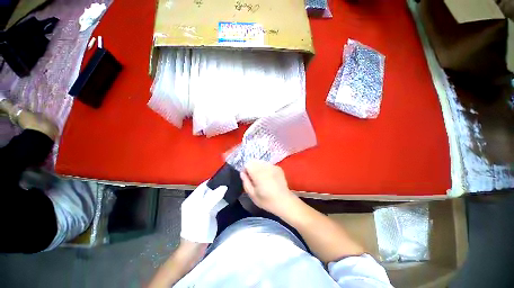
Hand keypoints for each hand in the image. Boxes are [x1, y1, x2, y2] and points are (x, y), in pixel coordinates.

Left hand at [180, 181, 227, 242]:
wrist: (195, 248)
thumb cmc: (196, 228)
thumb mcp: (204, 211)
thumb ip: (214, 197)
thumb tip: (224, 186)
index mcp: (192, 199)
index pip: (203, 186)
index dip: (212, 181)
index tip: (223, 176)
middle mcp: (197, 202)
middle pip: (209, 191)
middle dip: (218, 186)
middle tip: (230, 181)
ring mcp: (203, 209)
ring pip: (213, 197)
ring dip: (221, 193)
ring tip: (231, 187)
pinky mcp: (209, 214)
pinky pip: (216, 204)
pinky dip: (222, 200)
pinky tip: (229, 197)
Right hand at [240, 160, 294, 215]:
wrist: (284, 202)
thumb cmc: (267, 201)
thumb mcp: (252, 195)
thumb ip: (245, 182)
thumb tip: (242, 173)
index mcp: (258, 174)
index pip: (248, 164)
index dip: (246, 170)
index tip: (248, 178)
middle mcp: (265, 167)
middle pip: (254, 161)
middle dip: (252, 168)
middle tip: (254, 179)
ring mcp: (273, 166)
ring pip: (261, 162)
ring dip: (259, 167)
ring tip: (262, 178)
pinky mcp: (278, 167)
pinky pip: (268, 164)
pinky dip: (266, 168)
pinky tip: (269, 177)